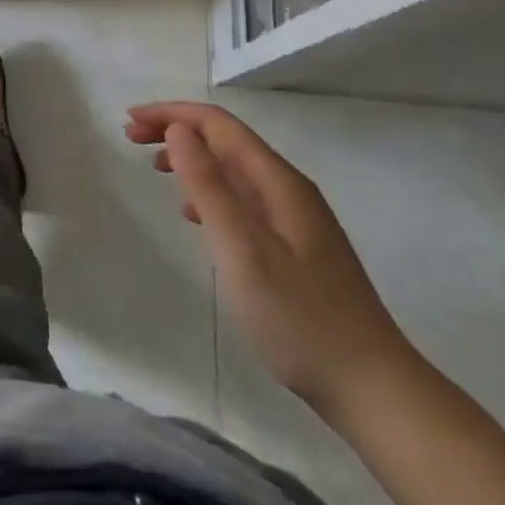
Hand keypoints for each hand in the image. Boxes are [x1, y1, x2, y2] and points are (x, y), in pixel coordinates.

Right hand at [127, 102, 416, 420]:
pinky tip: (195, 214)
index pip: (217, 124)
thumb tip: (178, 130)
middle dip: (176, 130)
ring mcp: (295, 218)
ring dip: (191, 159)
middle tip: (131, 140)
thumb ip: (209, 187)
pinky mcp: (295, 247)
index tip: (130, 121)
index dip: (171, 114)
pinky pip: (242, 198)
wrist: (374, 390)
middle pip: (225, 140)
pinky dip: (209, 191)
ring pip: (233, 169)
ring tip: (154, 168)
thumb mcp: (243, 250)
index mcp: (277, 181)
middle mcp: (287, 188)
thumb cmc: (301, 320)